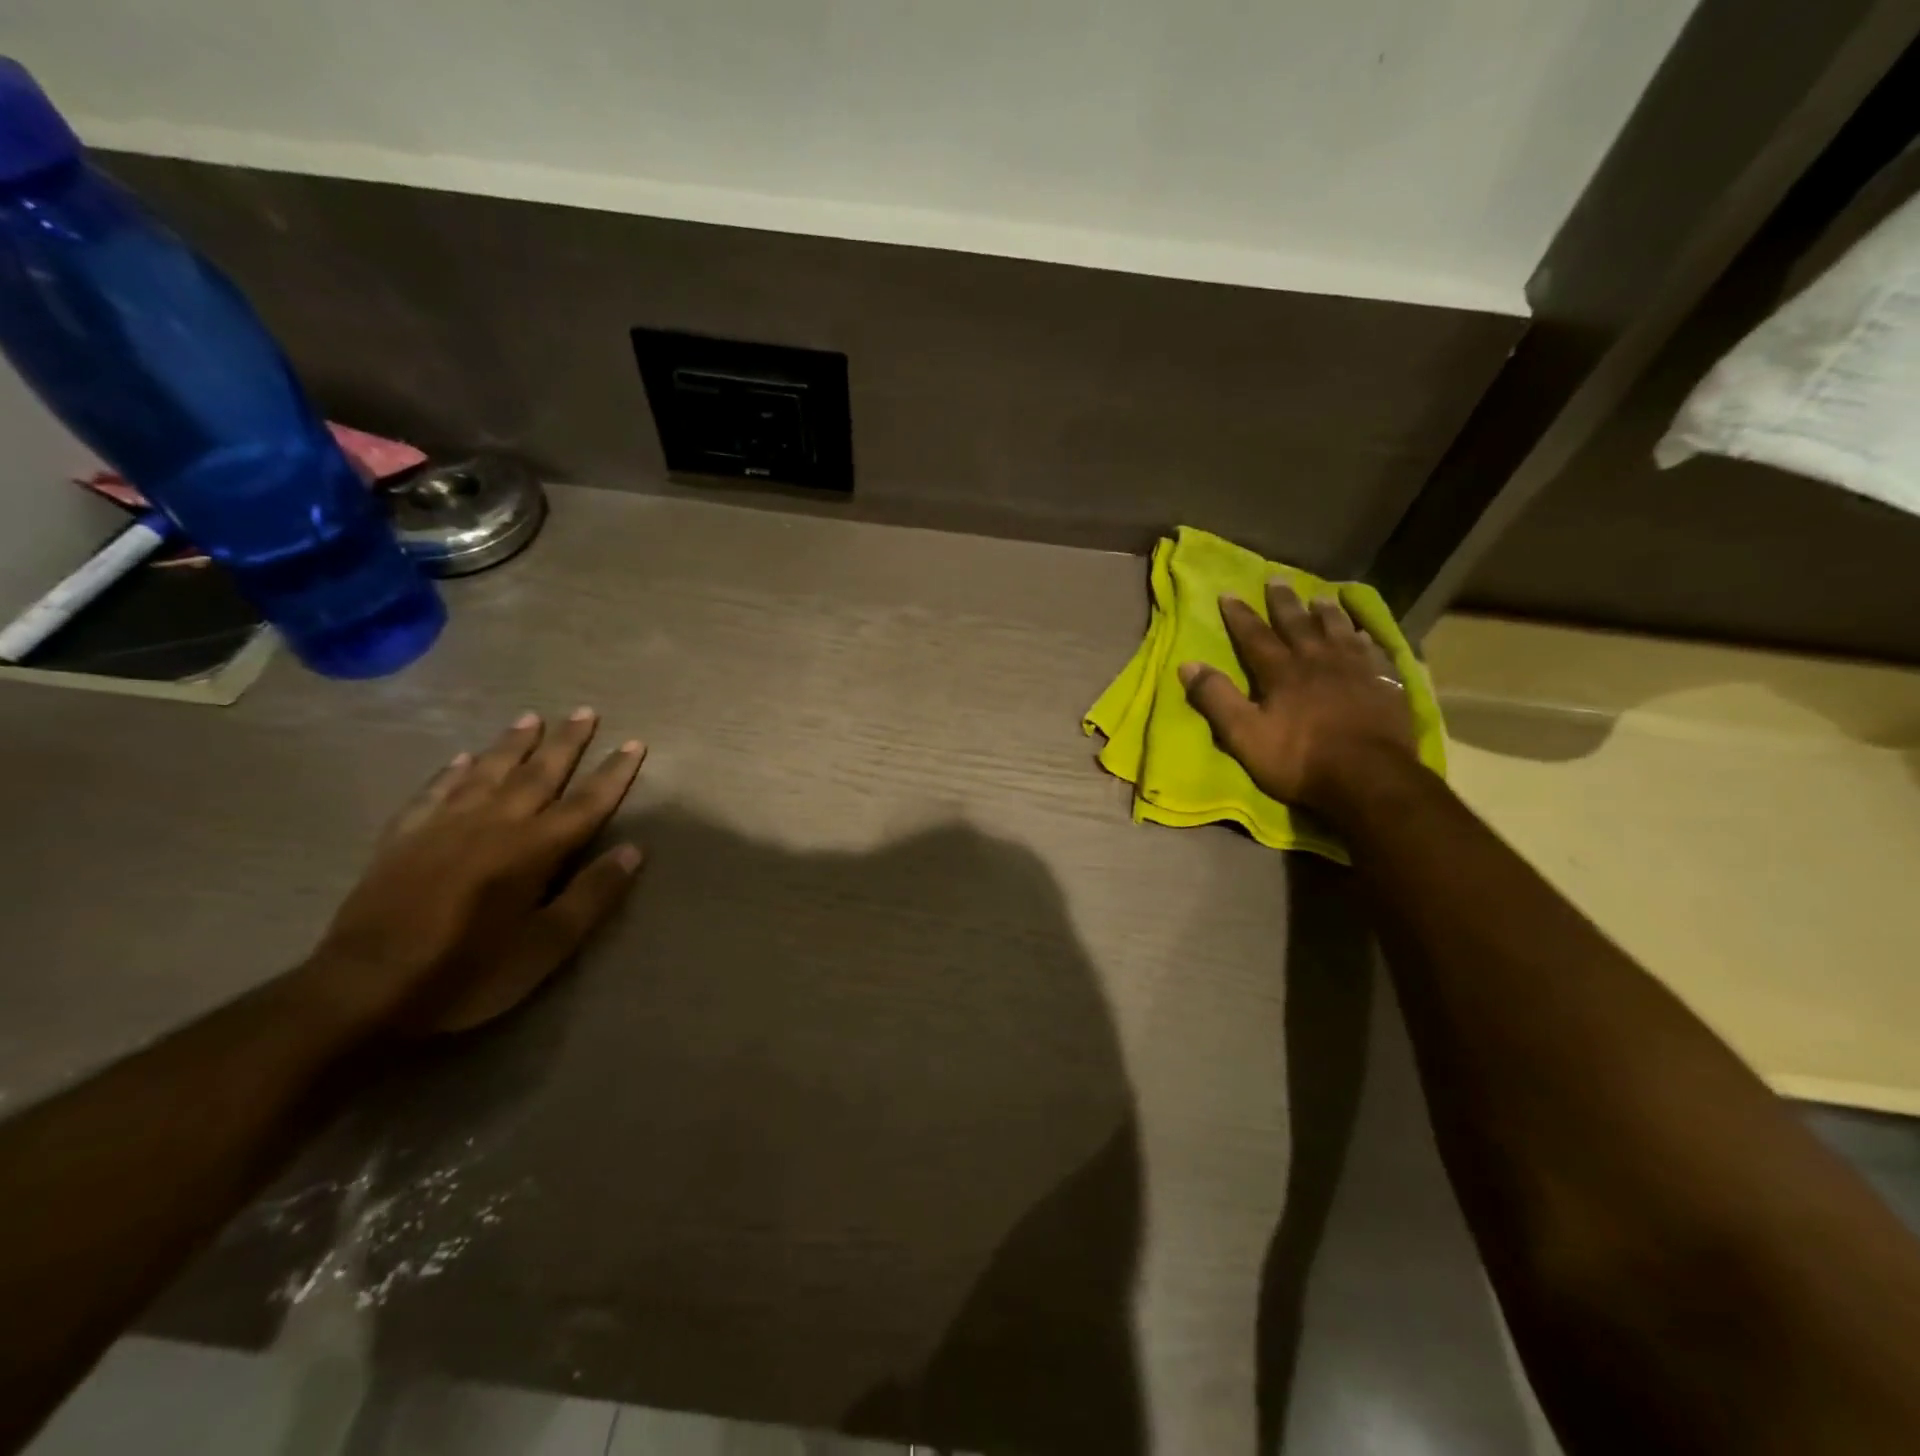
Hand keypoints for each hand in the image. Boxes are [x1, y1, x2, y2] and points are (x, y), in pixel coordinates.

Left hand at [297, 708, 647, 1035]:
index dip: (613, 773)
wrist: (365, 988)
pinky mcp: (403, 837)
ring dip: (513, 744)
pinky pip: (434, 791)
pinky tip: (463, 758)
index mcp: (534, 849)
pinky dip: (453, 771)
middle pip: (539, 774)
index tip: (634, 743)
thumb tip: (634, 850)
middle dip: (566, 743)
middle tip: (584, 711)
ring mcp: (444, 826)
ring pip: (487, 772)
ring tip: (530, 718)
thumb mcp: (547, 946)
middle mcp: (494, 824)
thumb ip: (592, 895)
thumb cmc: (470, 972)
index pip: (586, 803)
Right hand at [1179, 581, 1416, 815]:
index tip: (1228, 594)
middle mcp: (1318, 661)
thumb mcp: (1244, 734)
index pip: (1255, 635)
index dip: (1240, 615)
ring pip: (1339, 631)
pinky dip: (1366, 639)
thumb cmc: (1299, 759)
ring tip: (1322, 597)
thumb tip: (1187, 664)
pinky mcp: (1384, 686)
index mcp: (1282, 672)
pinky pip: (1374, 653)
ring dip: (1327, 613)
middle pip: (1298, 624)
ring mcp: (1356, 671)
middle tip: (1277, 579)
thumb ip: (1216, 698)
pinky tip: (1365, 635)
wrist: (1368, 778)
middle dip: (1284, 602)